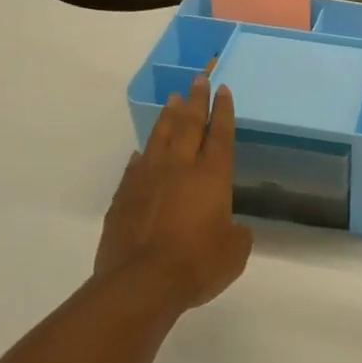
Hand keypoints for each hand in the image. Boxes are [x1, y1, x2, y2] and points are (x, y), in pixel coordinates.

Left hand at [97, 76, 252, 315]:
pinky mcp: (124, 197)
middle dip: (196, 100)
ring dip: (168, 117)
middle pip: (189, 125)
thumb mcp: (234, 252)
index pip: (220, 135)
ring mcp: (147, 179)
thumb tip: (231, 228)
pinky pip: (135, 166)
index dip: (223, 111)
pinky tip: (143, 150)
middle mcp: (180, 169)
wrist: (141, 283)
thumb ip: (236, 234)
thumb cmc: (198, 264)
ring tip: (173, 99)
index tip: (223, 89)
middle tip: (199, 79)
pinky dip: (143, 154)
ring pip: (160, 138)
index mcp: (212, 177)